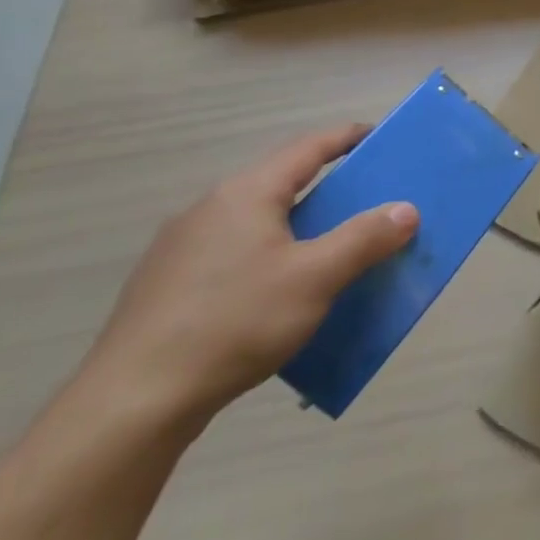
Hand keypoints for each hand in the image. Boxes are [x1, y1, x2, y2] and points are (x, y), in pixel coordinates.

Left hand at [78, 124, 417, 429]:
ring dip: (296, 225)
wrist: (133, 402)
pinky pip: (232, 252)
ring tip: (327, 250)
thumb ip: (365, 239)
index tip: (379, 137)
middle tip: (365, 202)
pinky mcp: (166, 284)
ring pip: (255, 220)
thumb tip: (406, 209)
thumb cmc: (235, 323)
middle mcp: (210, 208)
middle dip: (326, 187)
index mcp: (247, 193)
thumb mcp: (316, 278)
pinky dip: (267, 254)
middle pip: (281, 182)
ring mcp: (180, 247)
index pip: (308, 148)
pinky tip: (275, 293)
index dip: (347, 138)